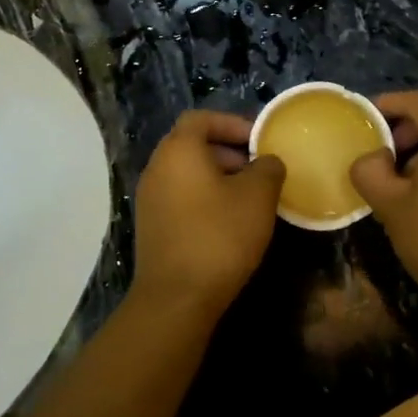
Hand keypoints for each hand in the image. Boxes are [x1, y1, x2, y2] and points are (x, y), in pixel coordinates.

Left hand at [131, 111, 285, 320]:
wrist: (176, 298)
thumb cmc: (219, 236)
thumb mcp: (258, 197)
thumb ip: (267, 168)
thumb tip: (267, 162)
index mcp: (178, 150)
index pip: (202, 118)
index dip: (232, 123)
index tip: (259, 140)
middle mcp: (157, 167)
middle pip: (192, 144)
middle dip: (228, 150)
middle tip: (258, 168)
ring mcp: (149, 198)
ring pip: (187, 172)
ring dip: (218, 176)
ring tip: (249, 197)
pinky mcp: (151, 225)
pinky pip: (180, 196)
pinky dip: (203, 197)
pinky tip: (228, 221)